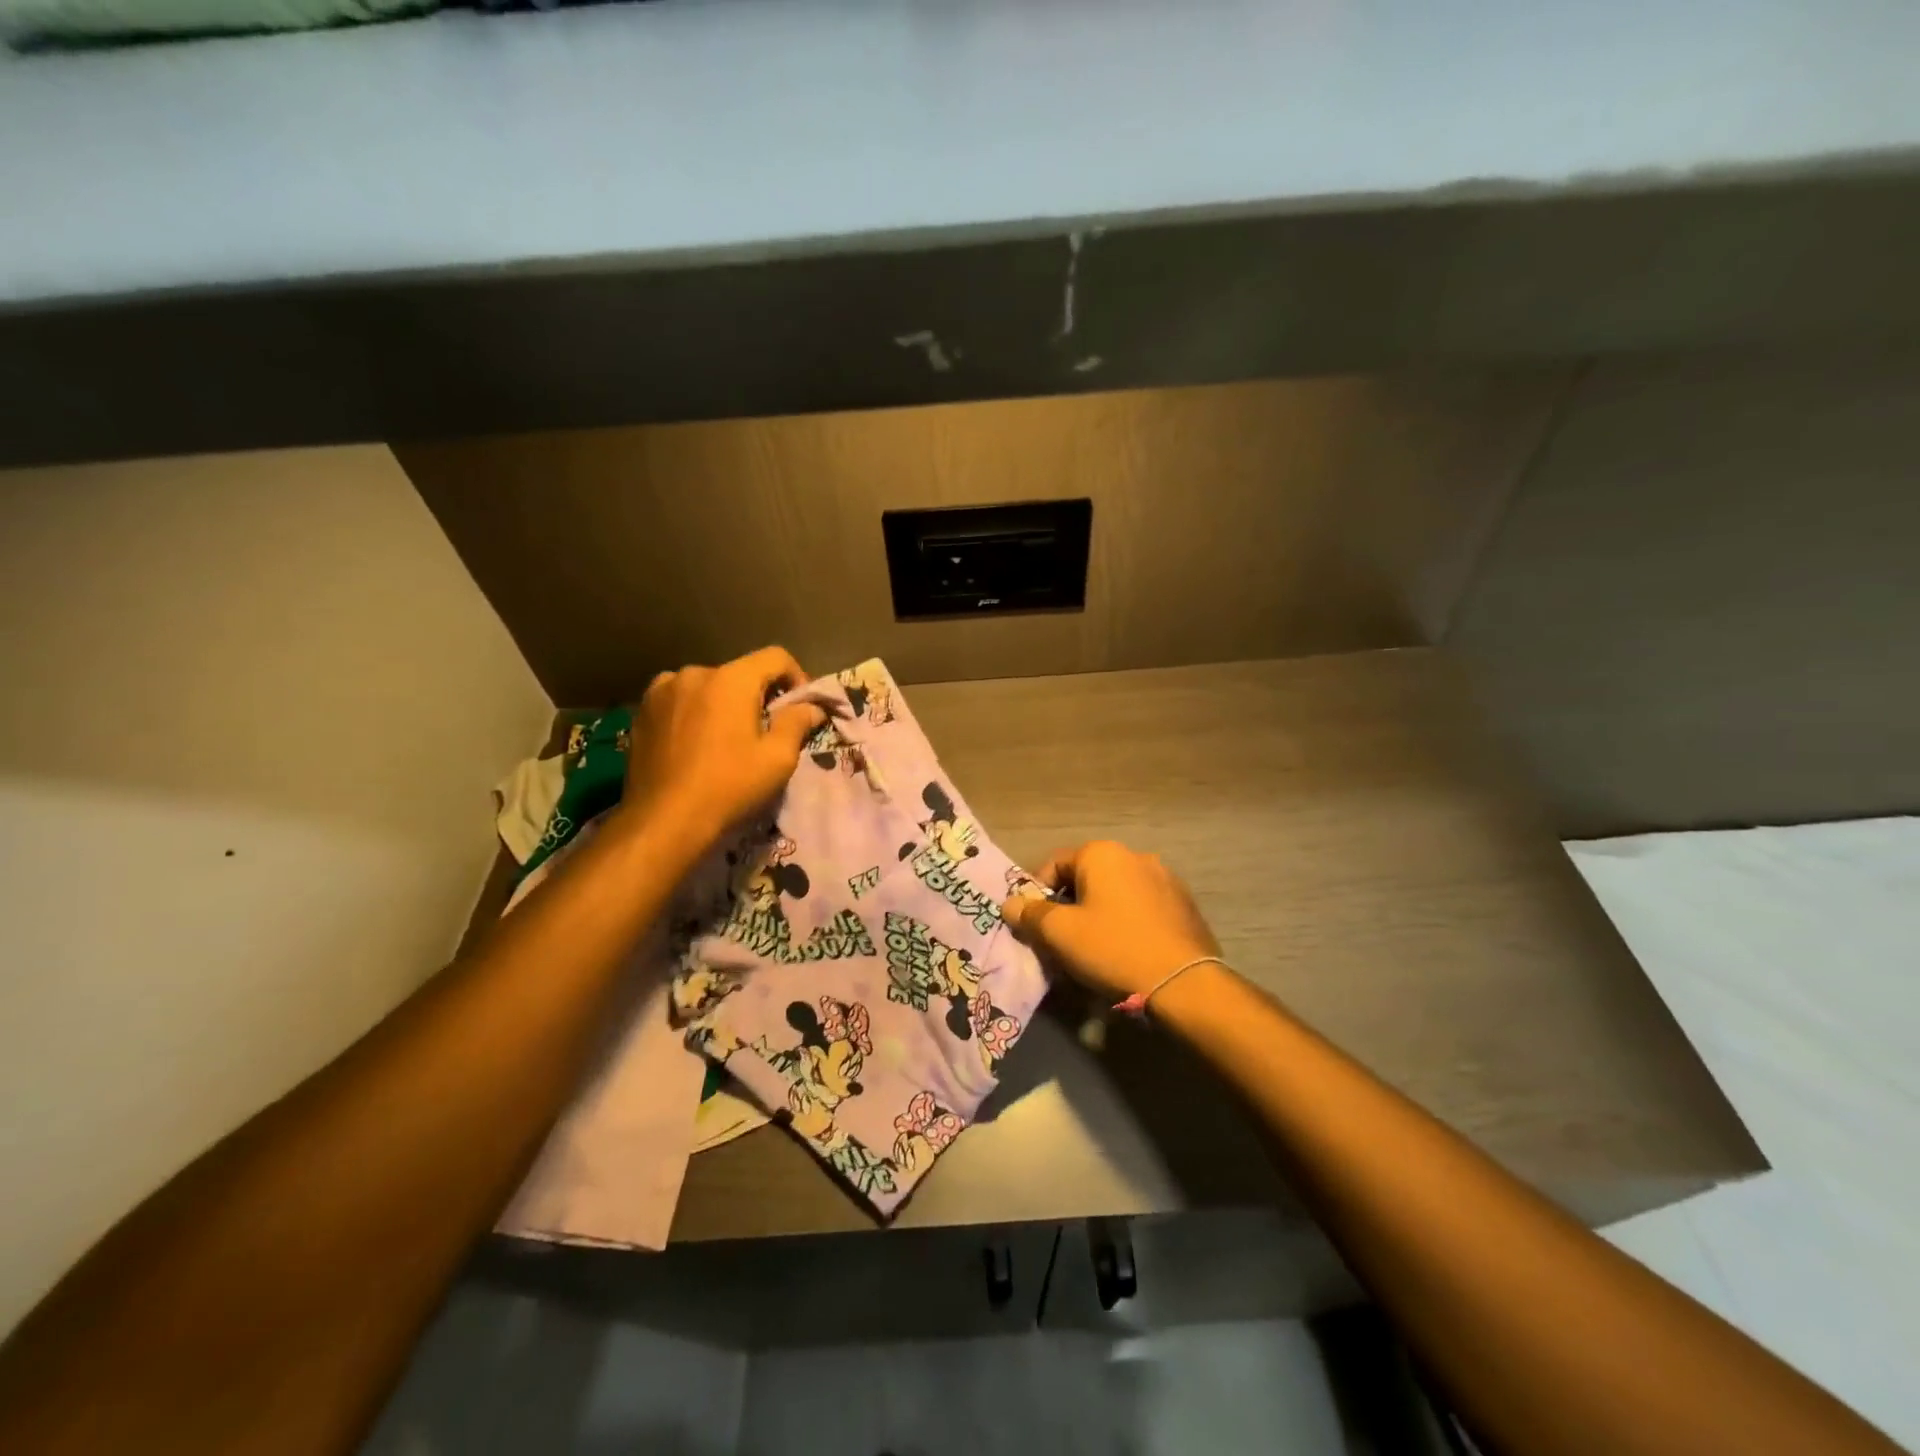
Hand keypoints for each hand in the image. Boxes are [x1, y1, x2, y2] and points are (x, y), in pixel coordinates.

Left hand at [620, 647, 828, 855]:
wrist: (663, 821)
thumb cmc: (729, 786)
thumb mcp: (778, 759)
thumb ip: (797, 723)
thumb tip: (811, 707)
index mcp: (731, 679)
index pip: (776, 657)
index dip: (796, 677)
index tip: (800, 708)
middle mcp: (695, 673)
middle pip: (740, 673)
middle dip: (758, 696)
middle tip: (765, 731)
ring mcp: (663, 690)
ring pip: (708, 686)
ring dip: (723, 704)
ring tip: (726, 739)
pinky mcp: (642, 711)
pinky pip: (680, 700)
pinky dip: (695, 712)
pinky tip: (696, 743)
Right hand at [1000, 840, 1222, 1000]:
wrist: (1184, 985)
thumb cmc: (1113, 950)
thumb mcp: (1060, 934)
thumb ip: (1030, 914)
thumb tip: (1011, 903)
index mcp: (1103, 854)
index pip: (1054, 864)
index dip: (1036, 893)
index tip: (1032, 925)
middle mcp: (1135, 856)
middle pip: (1086, 878)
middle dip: (1069, 906)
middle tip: (1060, 941)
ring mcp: (1165, 879)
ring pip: (1116, 894)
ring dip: (1099, 914)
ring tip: (1093, 950)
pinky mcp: (1185, 906)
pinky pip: (1142, 908)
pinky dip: (1127, 923)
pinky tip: (1126, 952)